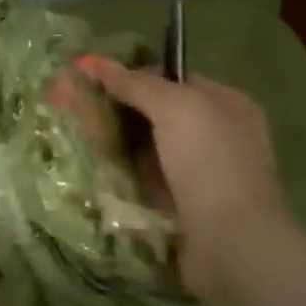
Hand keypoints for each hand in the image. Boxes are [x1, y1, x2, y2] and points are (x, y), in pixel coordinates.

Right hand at [75, 57, 297, 305]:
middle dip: (118, 110)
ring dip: (116, 144)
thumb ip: (135, 83)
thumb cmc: (209, 162)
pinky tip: (93, 170)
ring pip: (148, 149)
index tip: (92, 79)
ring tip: (75, 136)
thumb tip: (92, 61)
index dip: (133, 75)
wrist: (230, 244)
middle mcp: (217, 136)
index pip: (173, 79)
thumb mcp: (173, 107)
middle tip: (75, 107)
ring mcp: (202, 174)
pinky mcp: (184, 207)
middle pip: (157, 114)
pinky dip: (123, 175)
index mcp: (227, 104)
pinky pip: (145, 181)